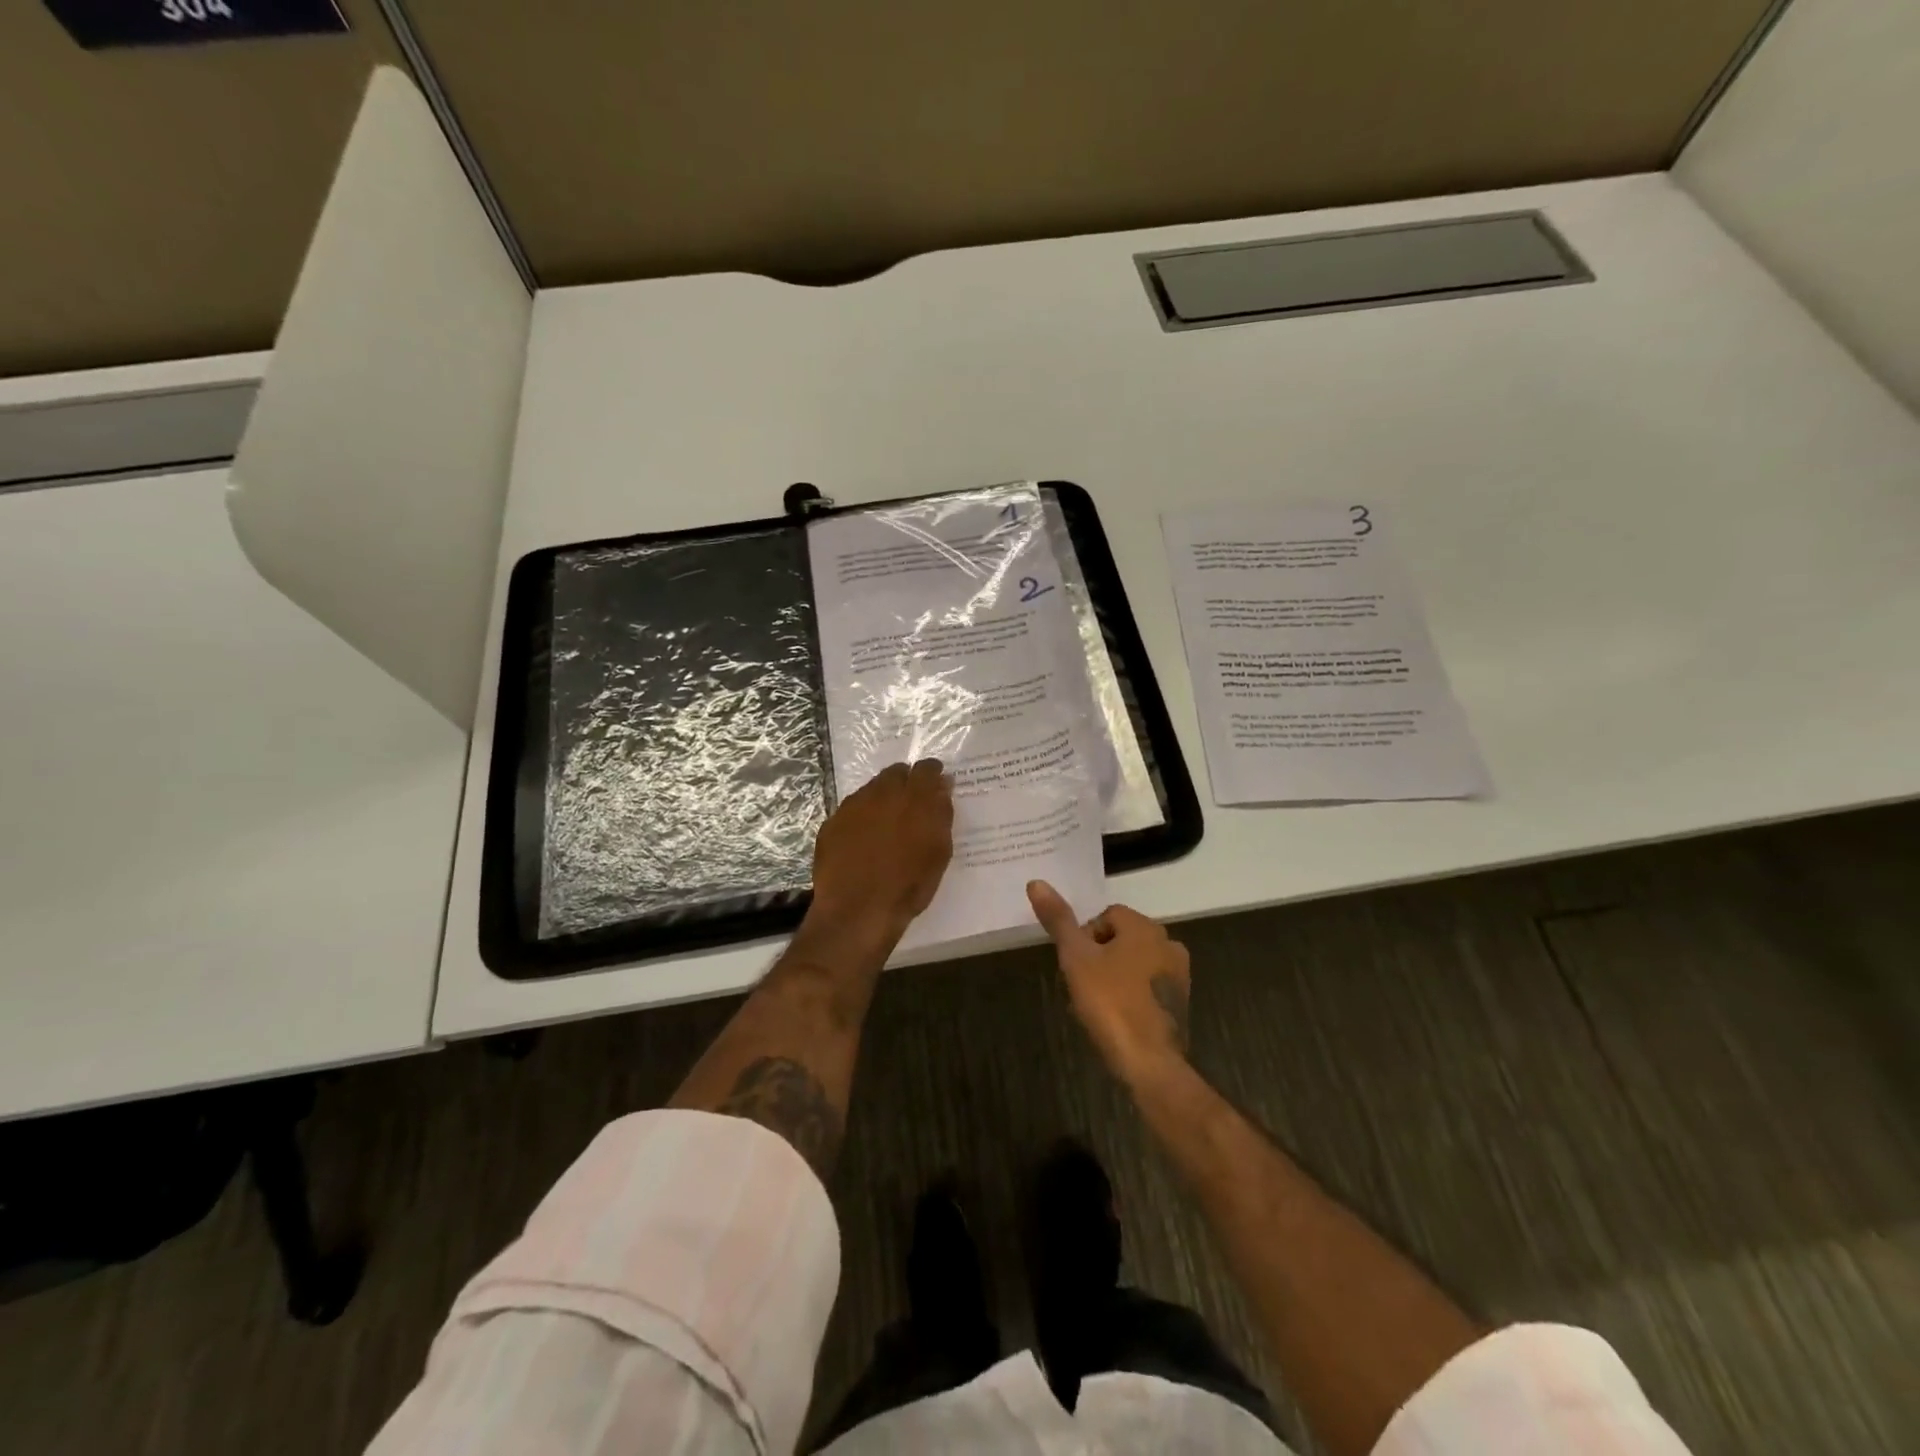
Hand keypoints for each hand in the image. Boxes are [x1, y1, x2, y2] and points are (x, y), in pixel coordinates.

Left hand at [810, 760, 953, 939]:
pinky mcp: (832, 823)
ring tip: (887, 824)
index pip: (926, 769)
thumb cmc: (909, 886)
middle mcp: (882, 793)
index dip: (933, 775)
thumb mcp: (939, 852)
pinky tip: (863, 840)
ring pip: (871, 789)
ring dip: (882, 799)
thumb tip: (942, 788)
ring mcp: (853, 806)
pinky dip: (861, 818)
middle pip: (896, 773)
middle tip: (911, 805)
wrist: (857, 911)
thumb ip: (941, 814)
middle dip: (905, 782)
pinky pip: (851, 810)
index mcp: (914, 798)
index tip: (937, 785)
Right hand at [1028, 880, 1190, 1084]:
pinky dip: (1130, 995)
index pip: (1107, 915)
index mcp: (1145, 927)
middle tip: (1082, 985)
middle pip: (1121, 939)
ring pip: (1134, 963)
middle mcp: (1168, 943)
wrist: (1149, 1063)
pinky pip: (1147, 987)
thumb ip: (1059, 920)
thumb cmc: (1111, 1003)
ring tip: (1095, 1004)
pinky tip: (1116, 1018)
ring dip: (1113, 976)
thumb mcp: (1076, 959)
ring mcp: (1178, 975)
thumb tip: (1036, 882)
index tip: (1075, 964)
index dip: (1084, 937)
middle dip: (1099, 957)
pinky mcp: (1180, 1003)